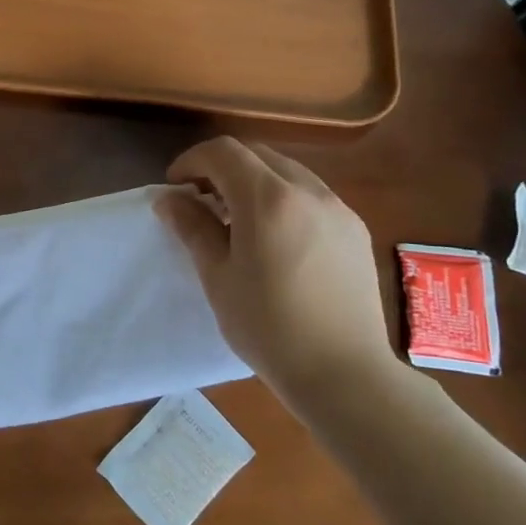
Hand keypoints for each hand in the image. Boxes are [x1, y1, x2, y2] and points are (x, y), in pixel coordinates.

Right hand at [157, 137, 398, 401]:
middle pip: (256, 154)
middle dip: (221, 167)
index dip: (192, 161)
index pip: (223, 152)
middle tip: (200, 200)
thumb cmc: (268, 327)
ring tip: (236, 219)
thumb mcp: (218, 276)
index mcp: (268, 199)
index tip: (175, 187)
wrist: (343, 372)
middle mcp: (308, 191)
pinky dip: (283, 198)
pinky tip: (275, 237)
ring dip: (254, 180)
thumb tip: (169, 199)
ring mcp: (338, 208)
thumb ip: (192, 227)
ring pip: (287, 171)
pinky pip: (311, 195)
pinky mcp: (355, 229)